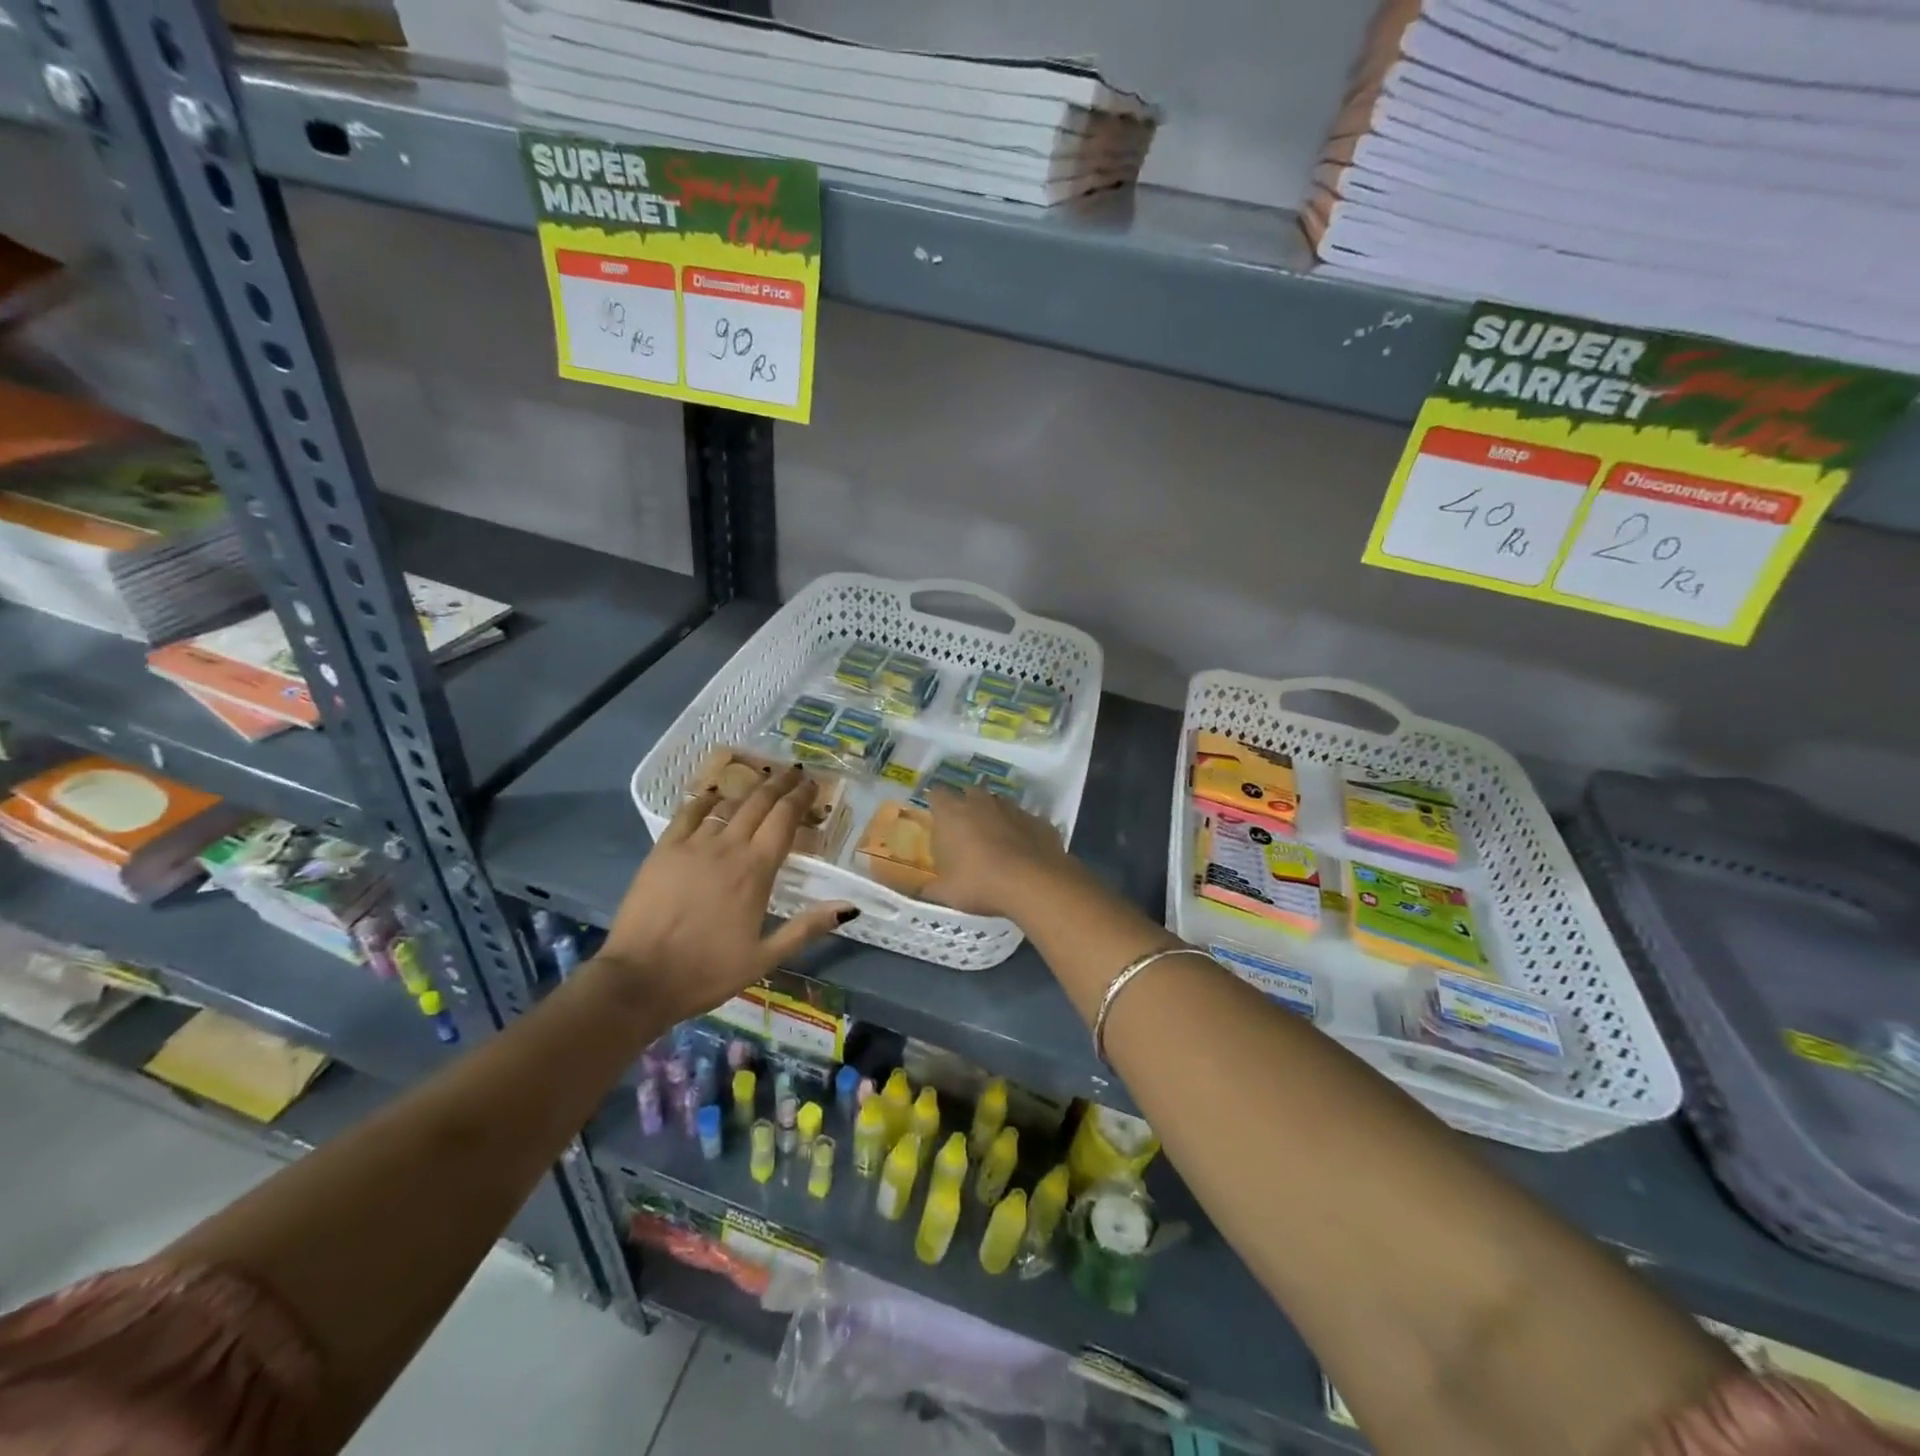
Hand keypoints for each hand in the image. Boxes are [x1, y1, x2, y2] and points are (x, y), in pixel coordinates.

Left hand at [597, 766, 855, 1022]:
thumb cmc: (707, 971)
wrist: (640, 980)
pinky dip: (706, 800)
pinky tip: (714, 797)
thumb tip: (850, 907)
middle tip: (793, 772)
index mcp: (756, 870)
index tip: (811, 784)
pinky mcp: (663, 850)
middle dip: (779, 784)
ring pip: (727, 805)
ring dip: (748, 789)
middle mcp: (728, 847)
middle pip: (759, 803)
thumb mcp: (765, 957)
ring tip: (761, 781)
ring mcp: (693, 845)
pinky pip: (689, 813)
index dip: (800, 798)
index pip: (784, 819)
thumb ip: (807, 927)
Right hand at [925, 785, 1076, 919]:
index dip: (936, 804)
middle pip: (969, 793)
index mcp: (952, 813)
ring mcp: (1013, 808)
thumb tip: (922, 890)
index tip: (937, 819)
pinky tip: (1022, 853)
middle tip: (965, 832)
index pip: (936, 793)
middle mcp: (981, 802)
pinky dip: (1021, 832)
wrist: (1034, 884)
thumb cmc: (979, 883)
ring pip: (999, 804)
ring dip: (995, 818)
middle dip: (966, 807)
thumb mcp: (946, 893)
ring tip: (995, 844)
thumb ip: (930, 888)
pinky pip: (1024, 821)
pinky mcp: (1038, 820)